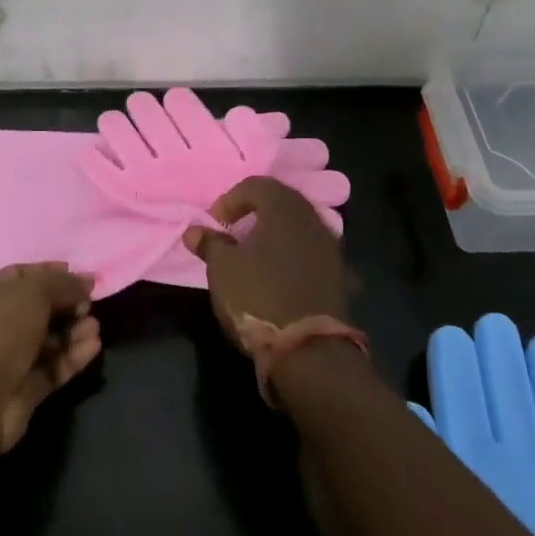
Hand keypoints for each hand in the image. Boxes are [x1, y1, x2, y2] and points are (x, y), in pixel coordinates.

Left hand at [0, 263, 101, 454]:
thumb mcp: (33, 293)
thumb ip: (63, 284)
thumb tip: (86, 282)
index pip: (23, 276)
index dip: (52, 273)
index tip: (82, 276)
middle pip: (40, 308)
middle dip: (68, 303)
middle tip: (91, 303)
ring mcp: (11, 358)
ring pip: (50, 339)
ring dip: (75, 331)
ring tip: (95, 327)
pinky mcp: (25, 389)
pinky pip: (54, 367)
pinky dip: (74, 356)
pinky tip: (94, 347)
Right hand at [183, 177, 348, 342]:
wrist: (310, 350)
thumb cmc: (259, 297)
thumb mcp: (223, 269)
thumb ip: (210, 244)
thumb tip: (194, 230)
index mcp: (284, 208)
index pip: (257, 185)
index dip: (232, 198)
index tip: (215, 221)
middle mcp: (312, 220)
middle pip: (283, 202)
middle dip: (257, 210)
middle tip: (235, 229)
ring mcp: (331, 248)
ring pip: (301, 227)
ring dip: (278, 234)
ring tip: (256, 253)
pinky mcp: (340, 276)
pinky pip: (313, 254)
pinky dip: (295, 257)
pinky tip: (283, 275)